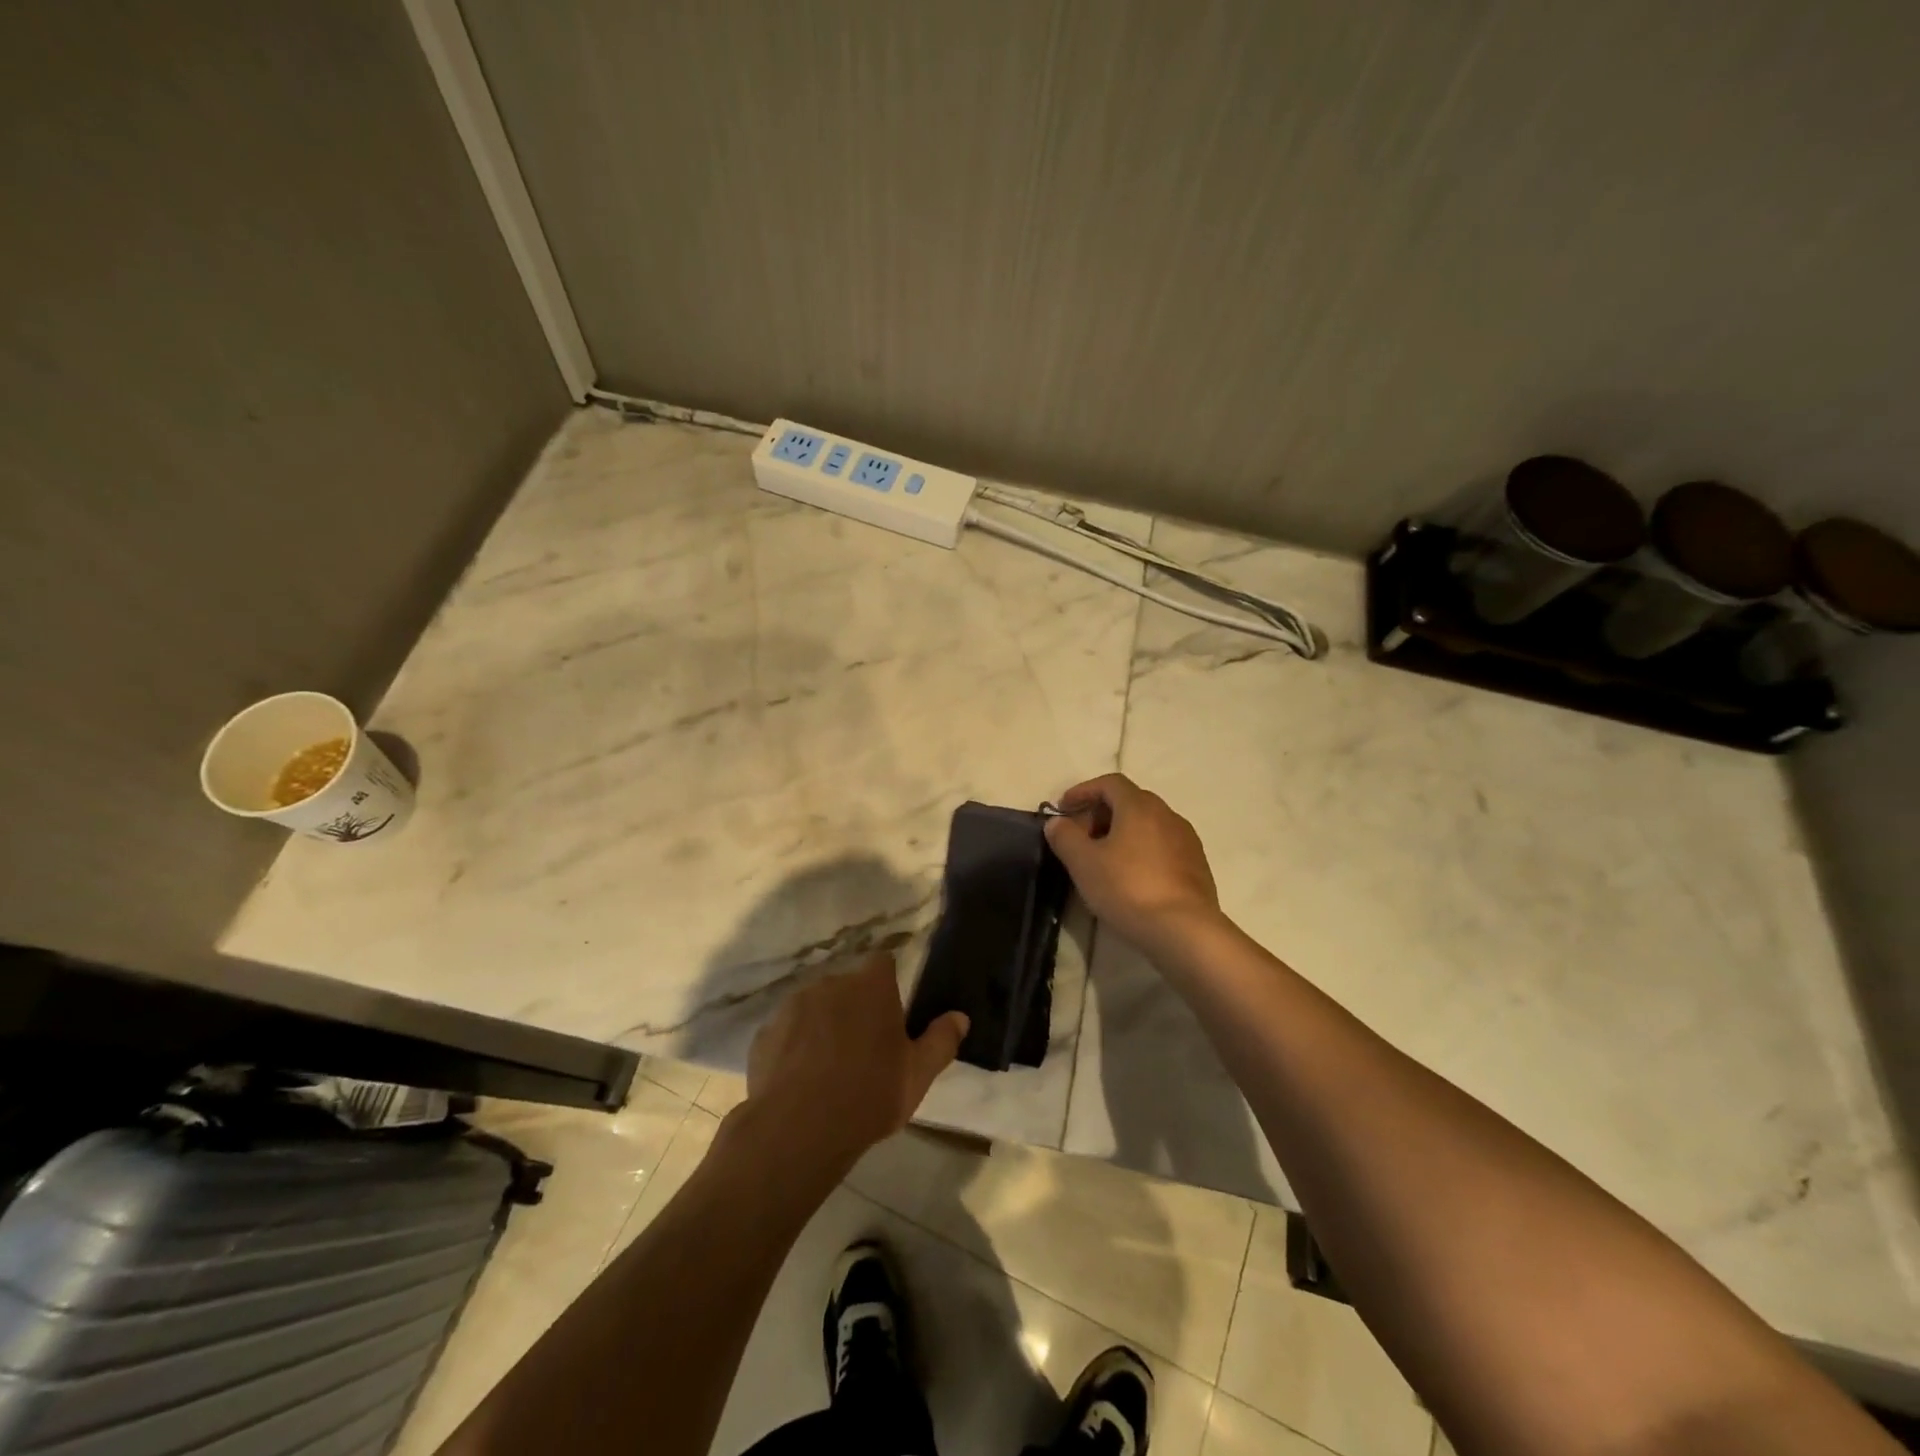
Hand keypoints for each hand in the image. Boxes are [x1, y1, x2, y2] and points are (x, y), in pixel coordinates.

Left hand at [737, 952, 968, 1182]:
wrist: (798, 1129)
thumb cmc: (869, 1095)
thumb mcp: (918, 1074)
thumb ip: (941, 1040)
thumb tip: (960, 1017)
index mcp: (870, 987)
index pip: (882, 963)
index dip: (887, 983)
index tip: (891, 1013)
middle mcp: (830, 983)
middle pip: (847, 986)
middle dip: (854, 1007)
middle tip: (864, 1048)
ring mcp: (792, 1006)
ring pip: (815, 1007)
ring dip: (823, 1025)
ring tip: (828, 1067)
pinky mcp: (765, 1033)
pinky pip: (787, 1032)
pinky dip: (794, 1046)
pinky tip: (800, 1080)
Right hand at [1044, 774, 1223, 951]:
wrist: (1184, 930)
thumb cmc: (1128, 888)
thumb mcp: (1083, 863)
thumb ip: (1065, 837)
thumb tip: (1057, 822)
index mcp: (1139, 806)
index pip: (1109, 783)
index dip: (1083, 791)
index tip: (1063, 808)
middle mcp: (1167, 814)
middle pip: (1130, 801)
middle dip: (1101, 813)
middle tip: (1080, 837)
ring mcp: (1186, 840)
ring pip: (1148, 825)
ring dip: (1122, 833)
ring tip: (1103, 859)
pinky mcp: (1197, 865)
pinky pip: (1162, 846)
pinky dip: (1141, 850)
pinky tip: (1131, 877)